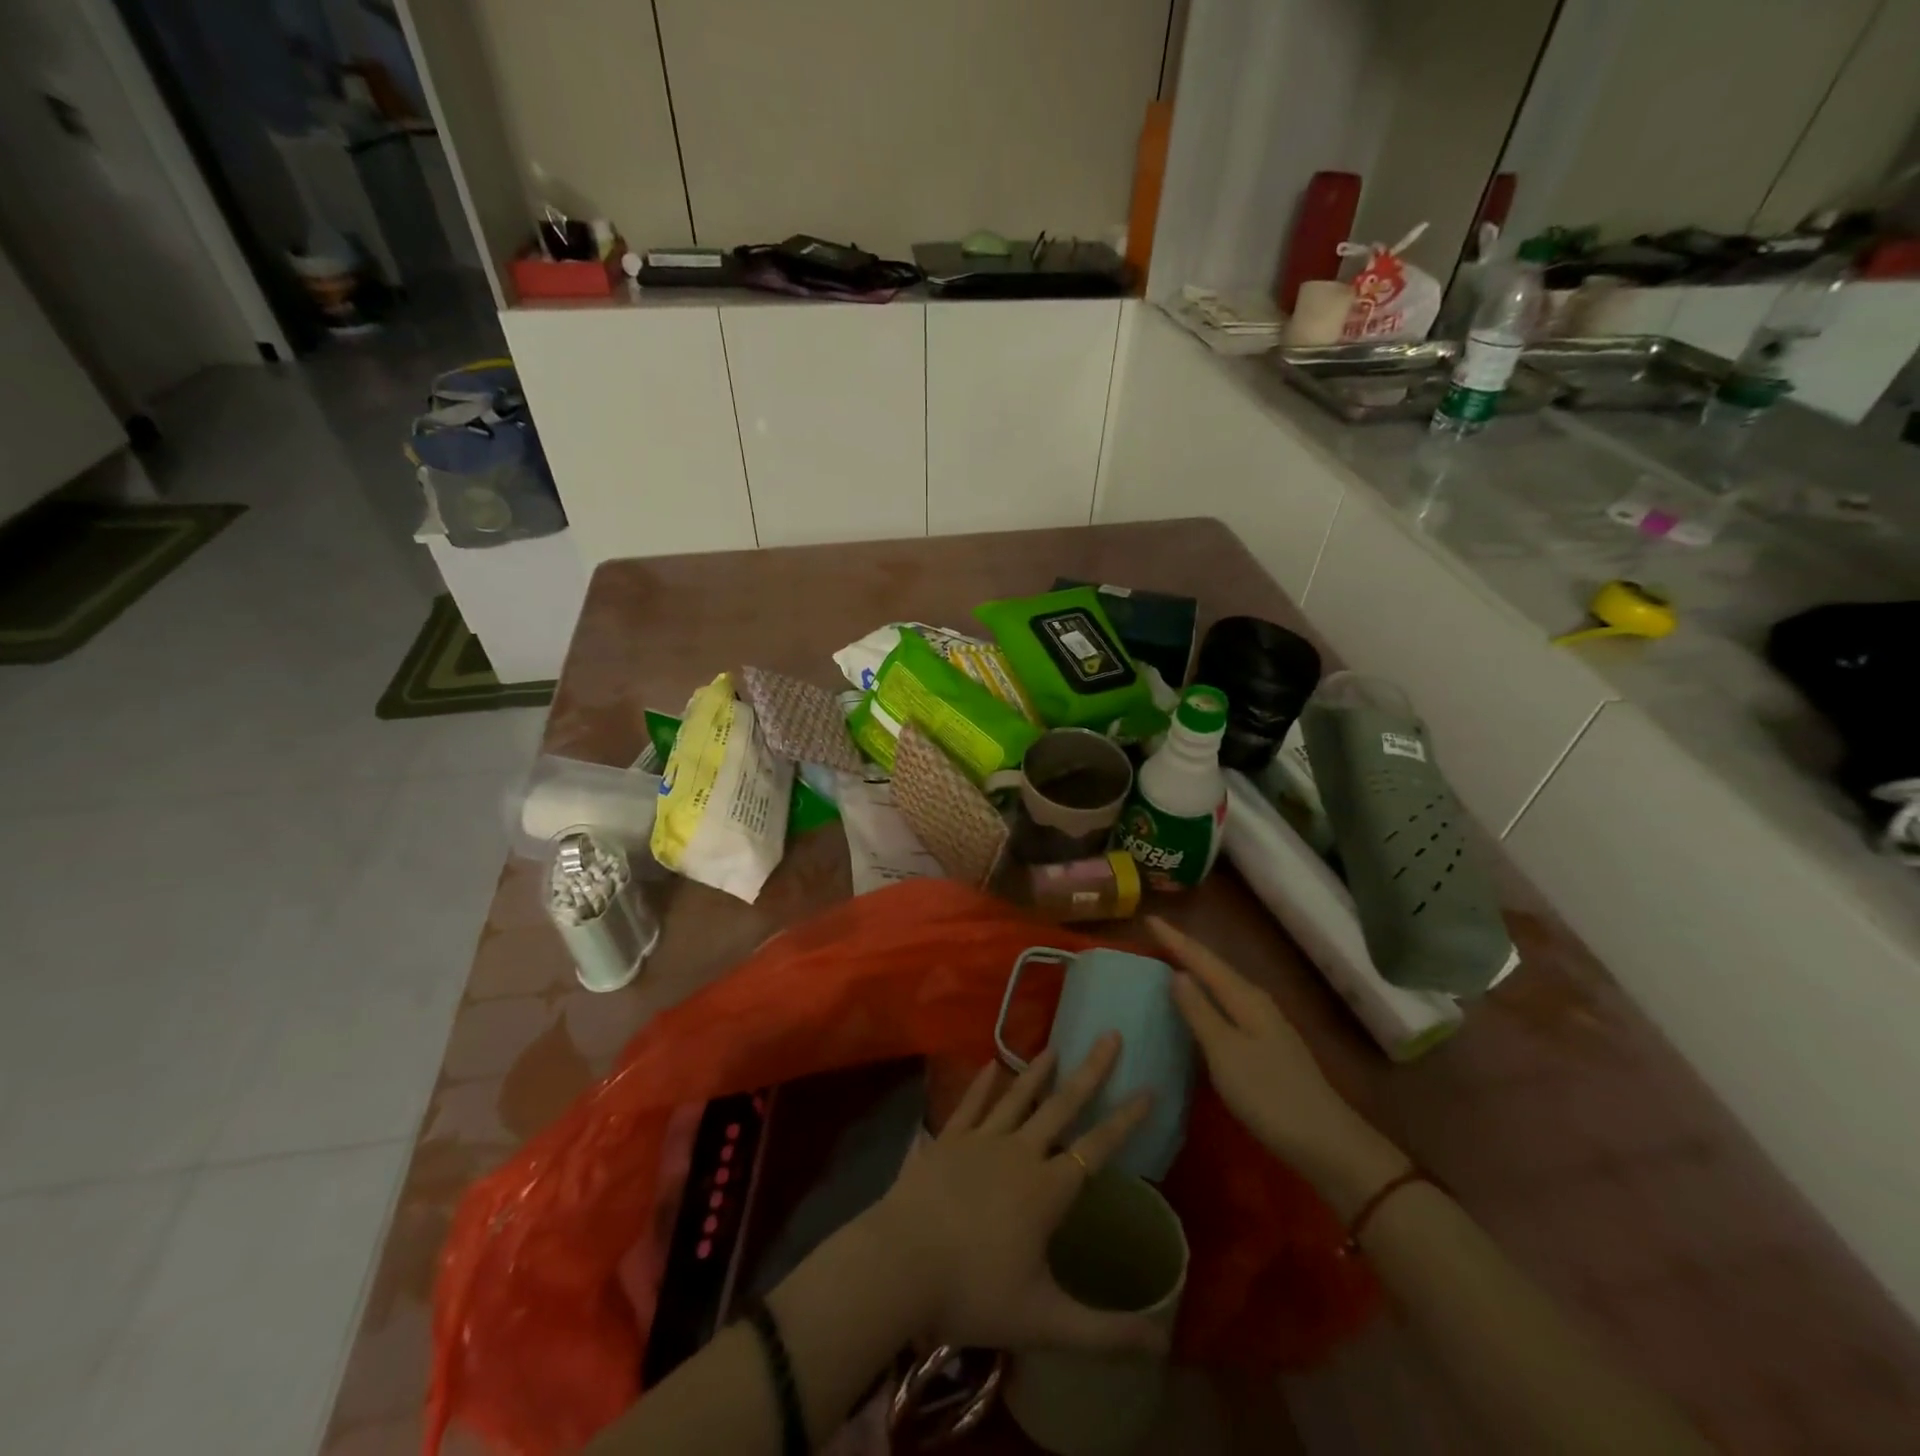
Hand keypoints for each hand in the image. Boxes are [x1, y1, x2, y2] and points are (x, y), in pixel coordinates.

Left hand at [864, 1036, 1164, 1354]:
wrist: (899, 1264)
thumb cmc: (973, 1293)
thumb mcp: (1045, 1323)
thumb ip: (1105, 1333)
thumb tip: (1163, 1344)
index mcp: (1047, 1190)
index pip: (1098, 1147)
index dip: (1126, 1119)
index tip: (1150, 1087)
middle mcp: (1019, 1152)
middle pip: (1062, 1105)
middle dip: (1090, 1071)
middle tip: (1110, 1035)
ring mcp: (980, 1140)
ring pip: (1018, 1097)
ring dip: (1039, 1070)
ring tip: (1056, 1044)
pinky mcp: (947, 1139)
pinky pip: (971, 1104)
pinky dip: (983, 1083)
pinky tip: (992, 1063)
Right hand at [1150, 917, 1407, 1217]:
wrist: (1325, 1141)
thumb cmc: (1268, 1094)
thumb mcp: (1224, 1052)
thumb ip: (1199, 1011)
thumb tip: (1177, 973)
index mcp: (1245, 997)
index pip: (1203, 960)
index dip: (1175, 940)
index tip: (1149, 919)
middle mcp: (1256, 1002)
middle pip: (1214, 967)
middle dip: (1186, 949)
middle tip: (1156, 935)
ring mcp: (1265, 1023)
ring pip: (1223, 985)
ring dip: (1197, 971)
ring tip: (1171, 961)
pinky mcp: (1266, 1044)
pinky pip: (1228, 1004)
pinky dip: (1208, 995)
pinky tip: (1200, 1005)